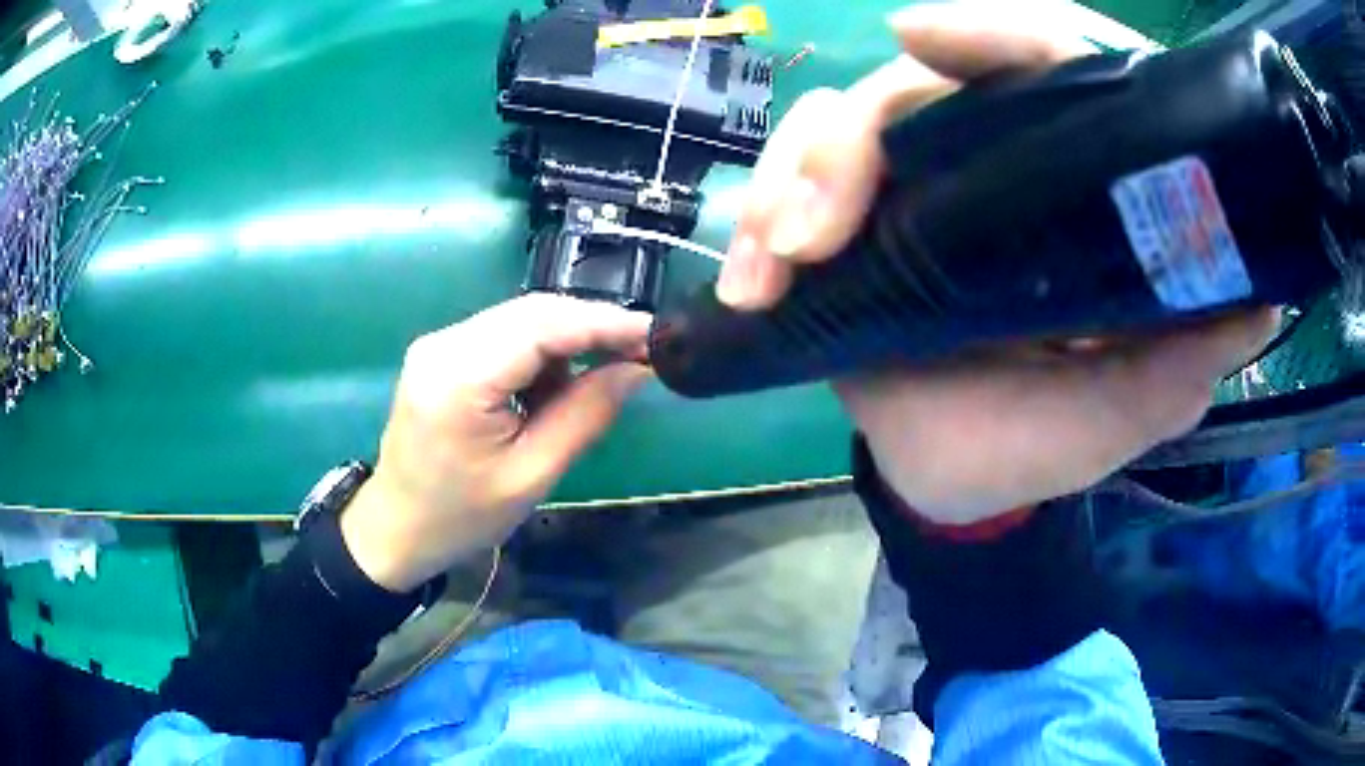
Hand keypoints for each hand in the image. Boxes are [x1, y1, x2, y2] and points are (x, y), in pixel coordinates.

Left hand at [340, 294, 650, 591]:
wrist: (395, 528)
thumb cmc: (461, 517)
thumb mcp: (532, 475)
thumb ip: (587, 414)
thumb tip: (637, 369)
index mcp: (459, 377)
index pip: (543, 325)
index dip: (605, 322)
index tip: (658, 333)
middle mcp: (444, 344)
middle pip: (532, 312)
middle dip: (591, 328)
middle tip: (640, 354)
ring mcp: (438, 344)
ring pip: (520, 320)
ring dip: (565, 343)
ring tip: (592, 385)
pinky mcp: (441, 353)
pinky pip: (502, 336)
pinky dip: (538, 355)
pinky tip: (550, 390)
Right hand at [716, 4, 1276, 524]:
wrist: (953, 484)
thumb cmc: (1043, 448)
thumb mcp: (1125, 412)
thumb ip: (1182, 365)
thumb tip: (1258, 299)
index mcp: (1073, 189)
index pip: (1050, 65)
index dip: (996, 36)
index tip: (922, 38)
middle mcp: (995, 165)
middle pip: (916, 86)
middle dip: (856, 136)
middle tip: (820, 225)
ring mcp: (915, 189)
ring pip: (837, 126)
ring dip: (794, 180)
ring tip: (779, 262)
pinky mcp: (853, 226)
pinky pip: (789, 189)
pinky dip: (759, 227)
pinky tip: (750, 283)